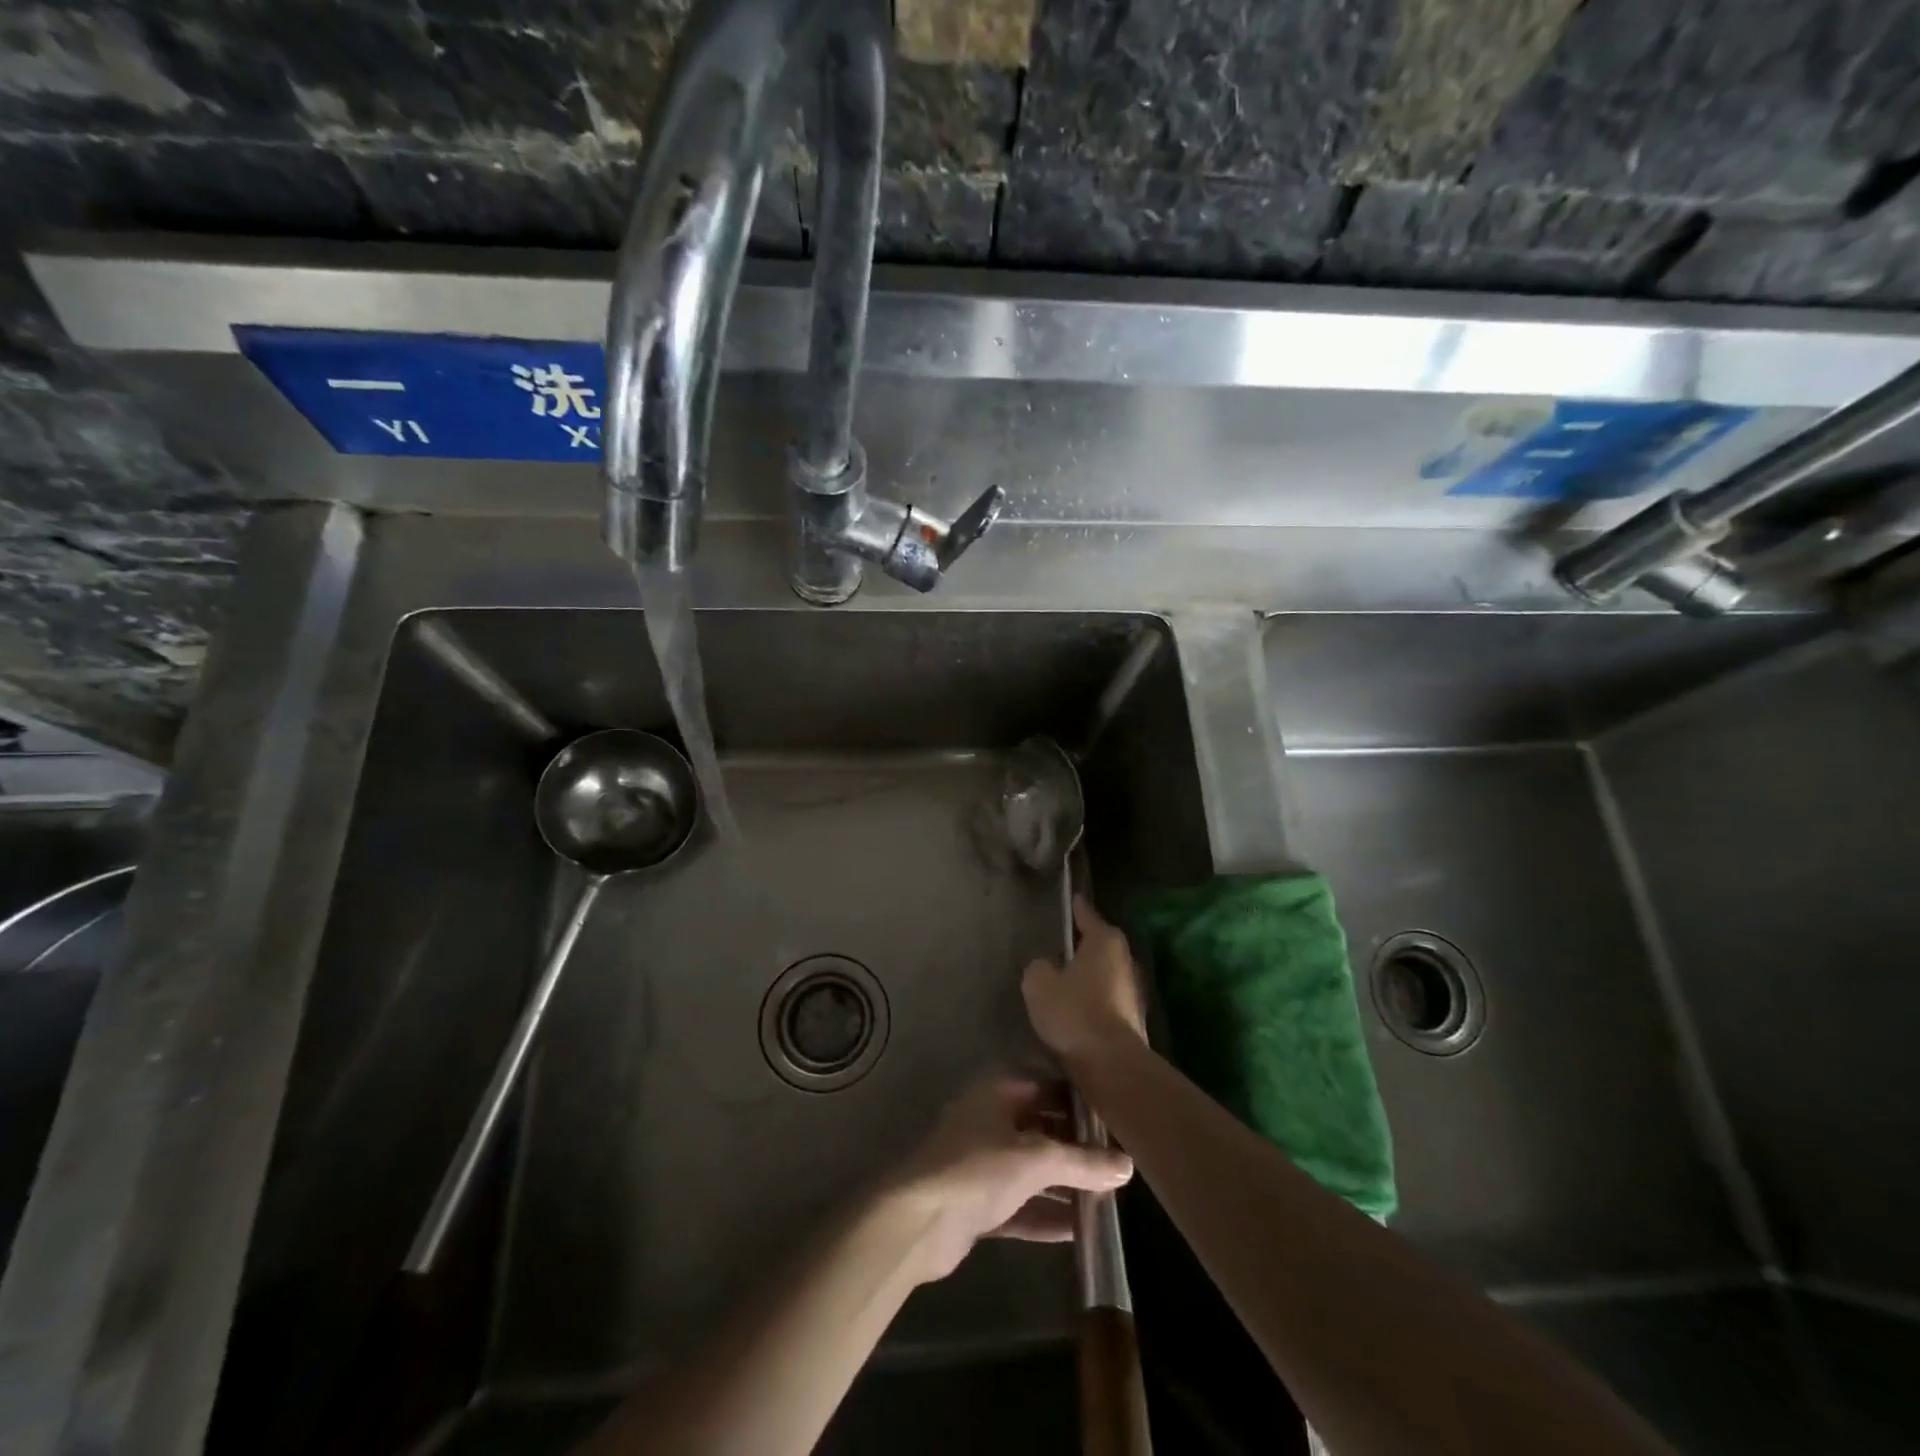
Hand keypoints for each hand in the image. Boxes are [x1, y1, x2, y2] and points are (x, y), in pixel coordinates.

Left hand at [889, 1076, 1133, 1281]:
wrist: (916, 1222)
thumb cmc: (977, 1170)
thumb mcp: (1035, 1159)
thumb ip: (1082, 1162)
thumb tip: (1128, 1164)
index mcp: (999, 1093)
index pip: (1048, 1088)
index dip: (1080, 1103)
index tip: (1117, 1119)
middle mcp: (991, 1121)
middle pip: (1042, 1129)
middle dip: (1076, 1148)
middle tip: (1119, 1164)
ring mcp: (982, 1164)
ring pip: (1032, 1170)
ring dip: (1064, 1184)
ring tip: (1109, 1200)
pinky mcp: (978, 1203)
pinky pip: (1020, 1204)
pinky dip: (1046, 1214)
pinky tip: (1080, 1230)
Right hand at [1022, 895, 1147, 1066]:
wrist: (1110, 1065)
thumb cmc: (1074, 1012)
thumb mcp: (1039, 983)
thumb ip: (1040, 966)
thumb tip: (1048, 966)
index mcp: (1105, 941)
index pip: (1088, 916)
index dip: (1077, 909)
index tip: (1072, 899)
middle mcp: (1125, 960)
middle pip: (1101, 945)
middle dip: (1083, 945)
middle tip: (1061, 944)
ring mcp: (1133, 992)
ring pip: (1105, 974)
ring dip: (1089, 975)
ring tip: (1064, 978)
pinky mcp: (1133, 1020)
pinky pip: (1107, 1000)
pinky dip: (1093, 1000)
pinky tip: (1075, 1009)